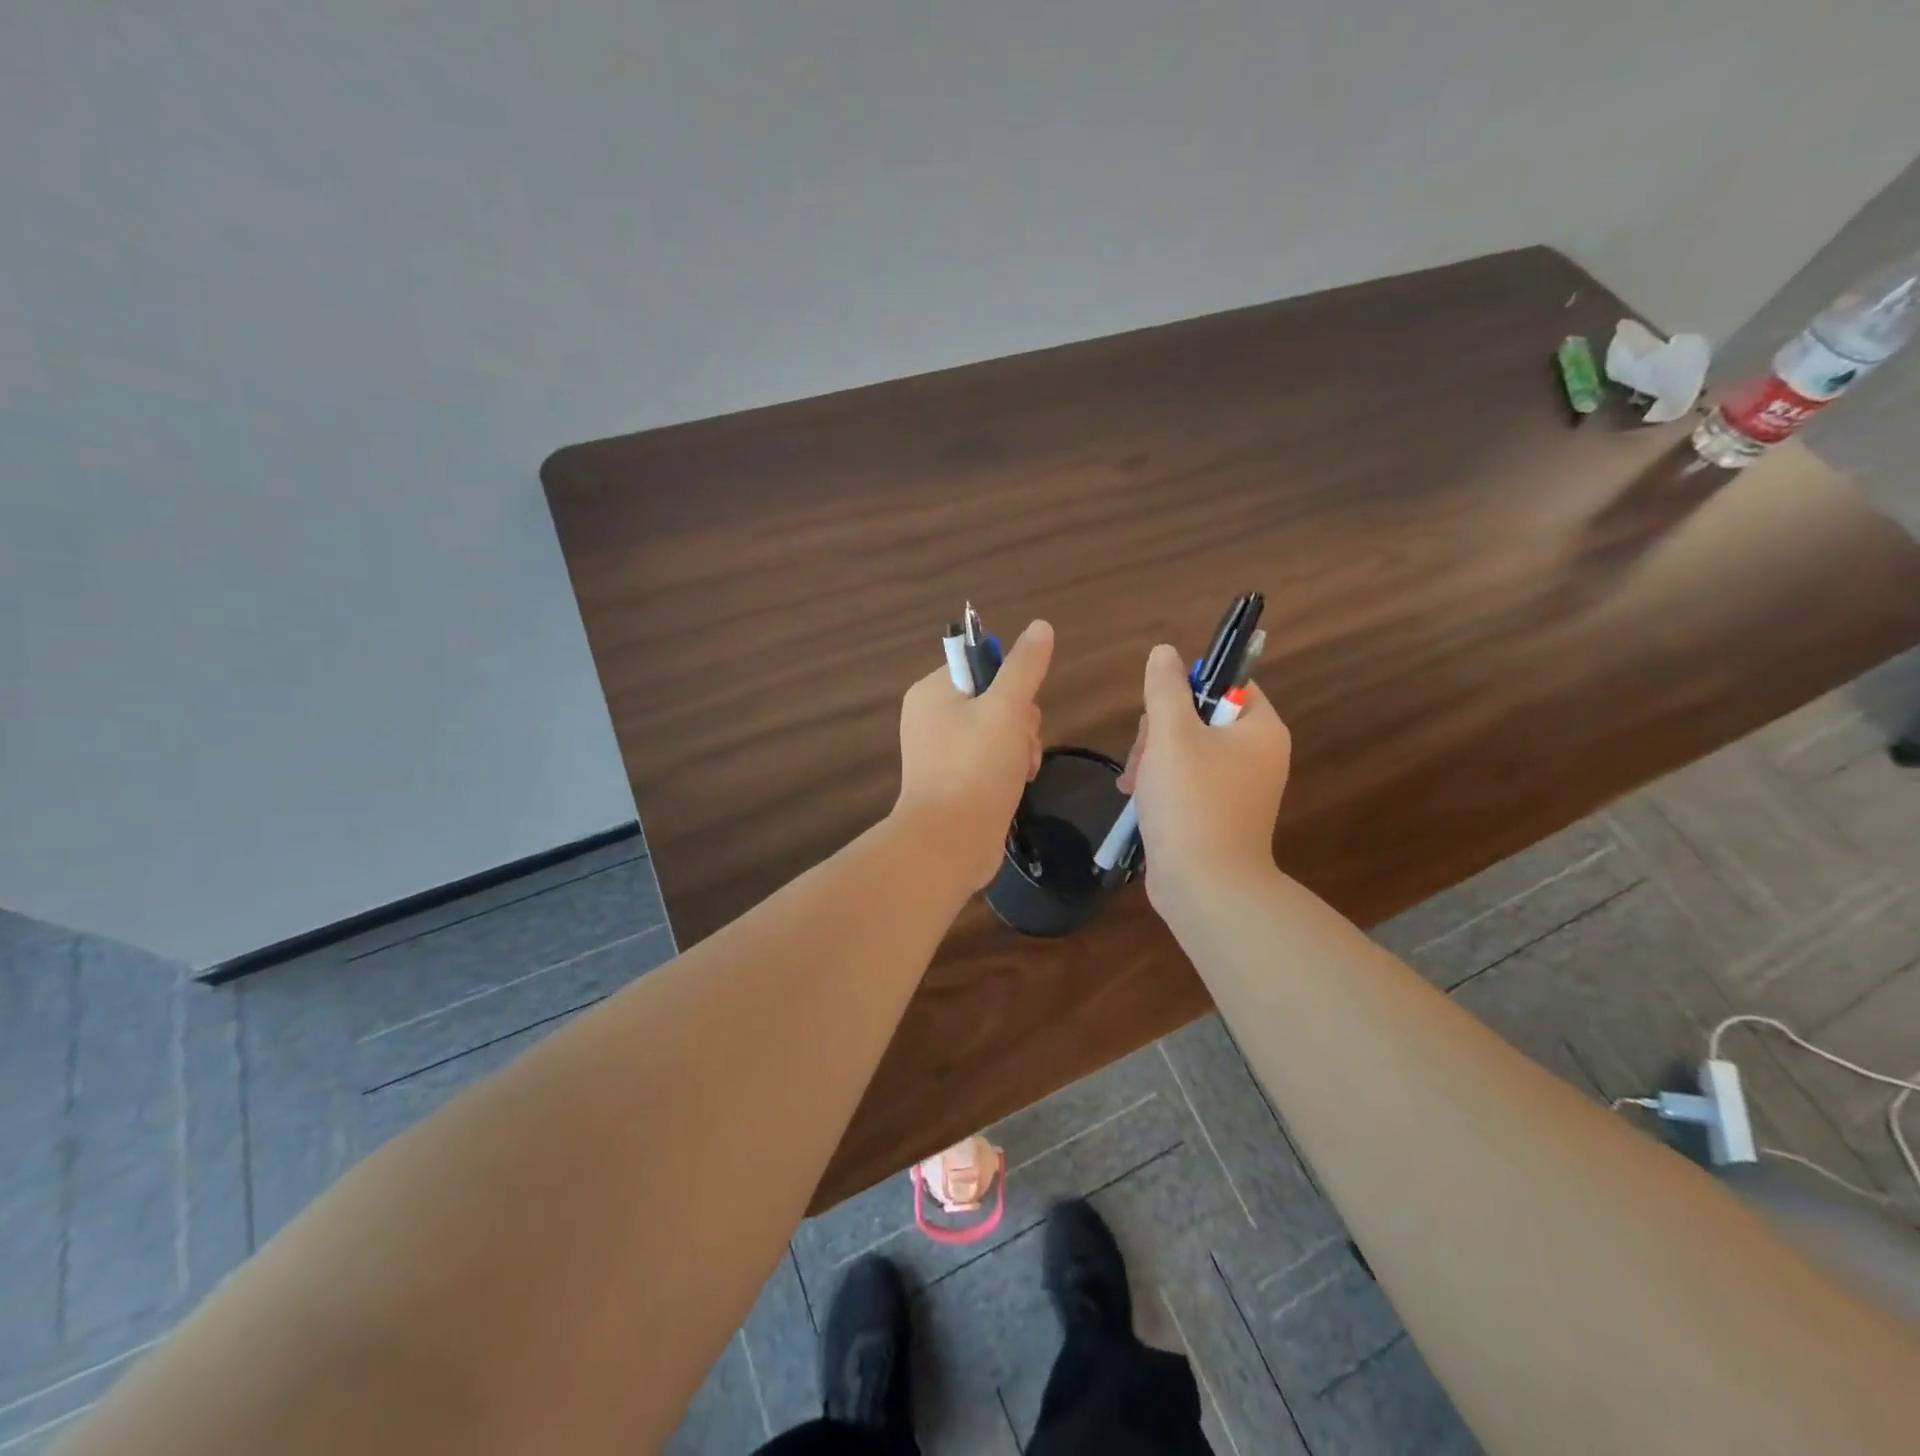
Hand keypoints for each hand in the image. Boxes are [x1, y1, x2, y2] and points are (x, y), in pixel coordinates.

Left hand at [894, 620, 1053, 890]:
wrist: (949, 842)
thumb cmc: (975, 768)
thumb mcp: (1007, 708)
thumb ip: (1025, 666)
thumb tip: (1040, 626)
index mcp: (932, 691)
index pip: (980, 665)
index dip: (1011, 683)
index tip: (1021, 709)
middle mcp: (930, 718)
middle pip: (993, 700)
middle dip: (1020, 722)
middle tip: (1022, 746)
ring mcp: (940, 753)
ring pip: (997, 732)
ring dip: (1020, 748)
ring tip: (1022, 771)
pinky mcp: (952, 782)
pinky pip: (988, 761)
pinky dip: (1007, 770)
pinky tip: (1017, 785)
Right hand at [1117, 643, 1291, 912]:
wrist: (1205, 886)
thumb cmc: (1192, 801)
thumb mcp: (1171, 734)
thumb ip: (1166, 688)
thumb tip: (1164, 652)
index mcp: (1260, 730)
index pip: (1228, 683)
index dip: (1188, 687)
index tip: (1159, 708)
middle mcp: (1256, 755)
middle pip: (1199, 717)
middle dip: (1159, 731)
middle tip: (1143, 754)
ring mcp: (1236, 788)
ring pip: (1184, 750)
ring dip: (1151, 759)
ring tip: (1133, 783)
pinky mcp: (1216, 814)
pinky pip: (1185, 782)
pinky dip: (1159, 784)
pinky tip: (1135, 798)